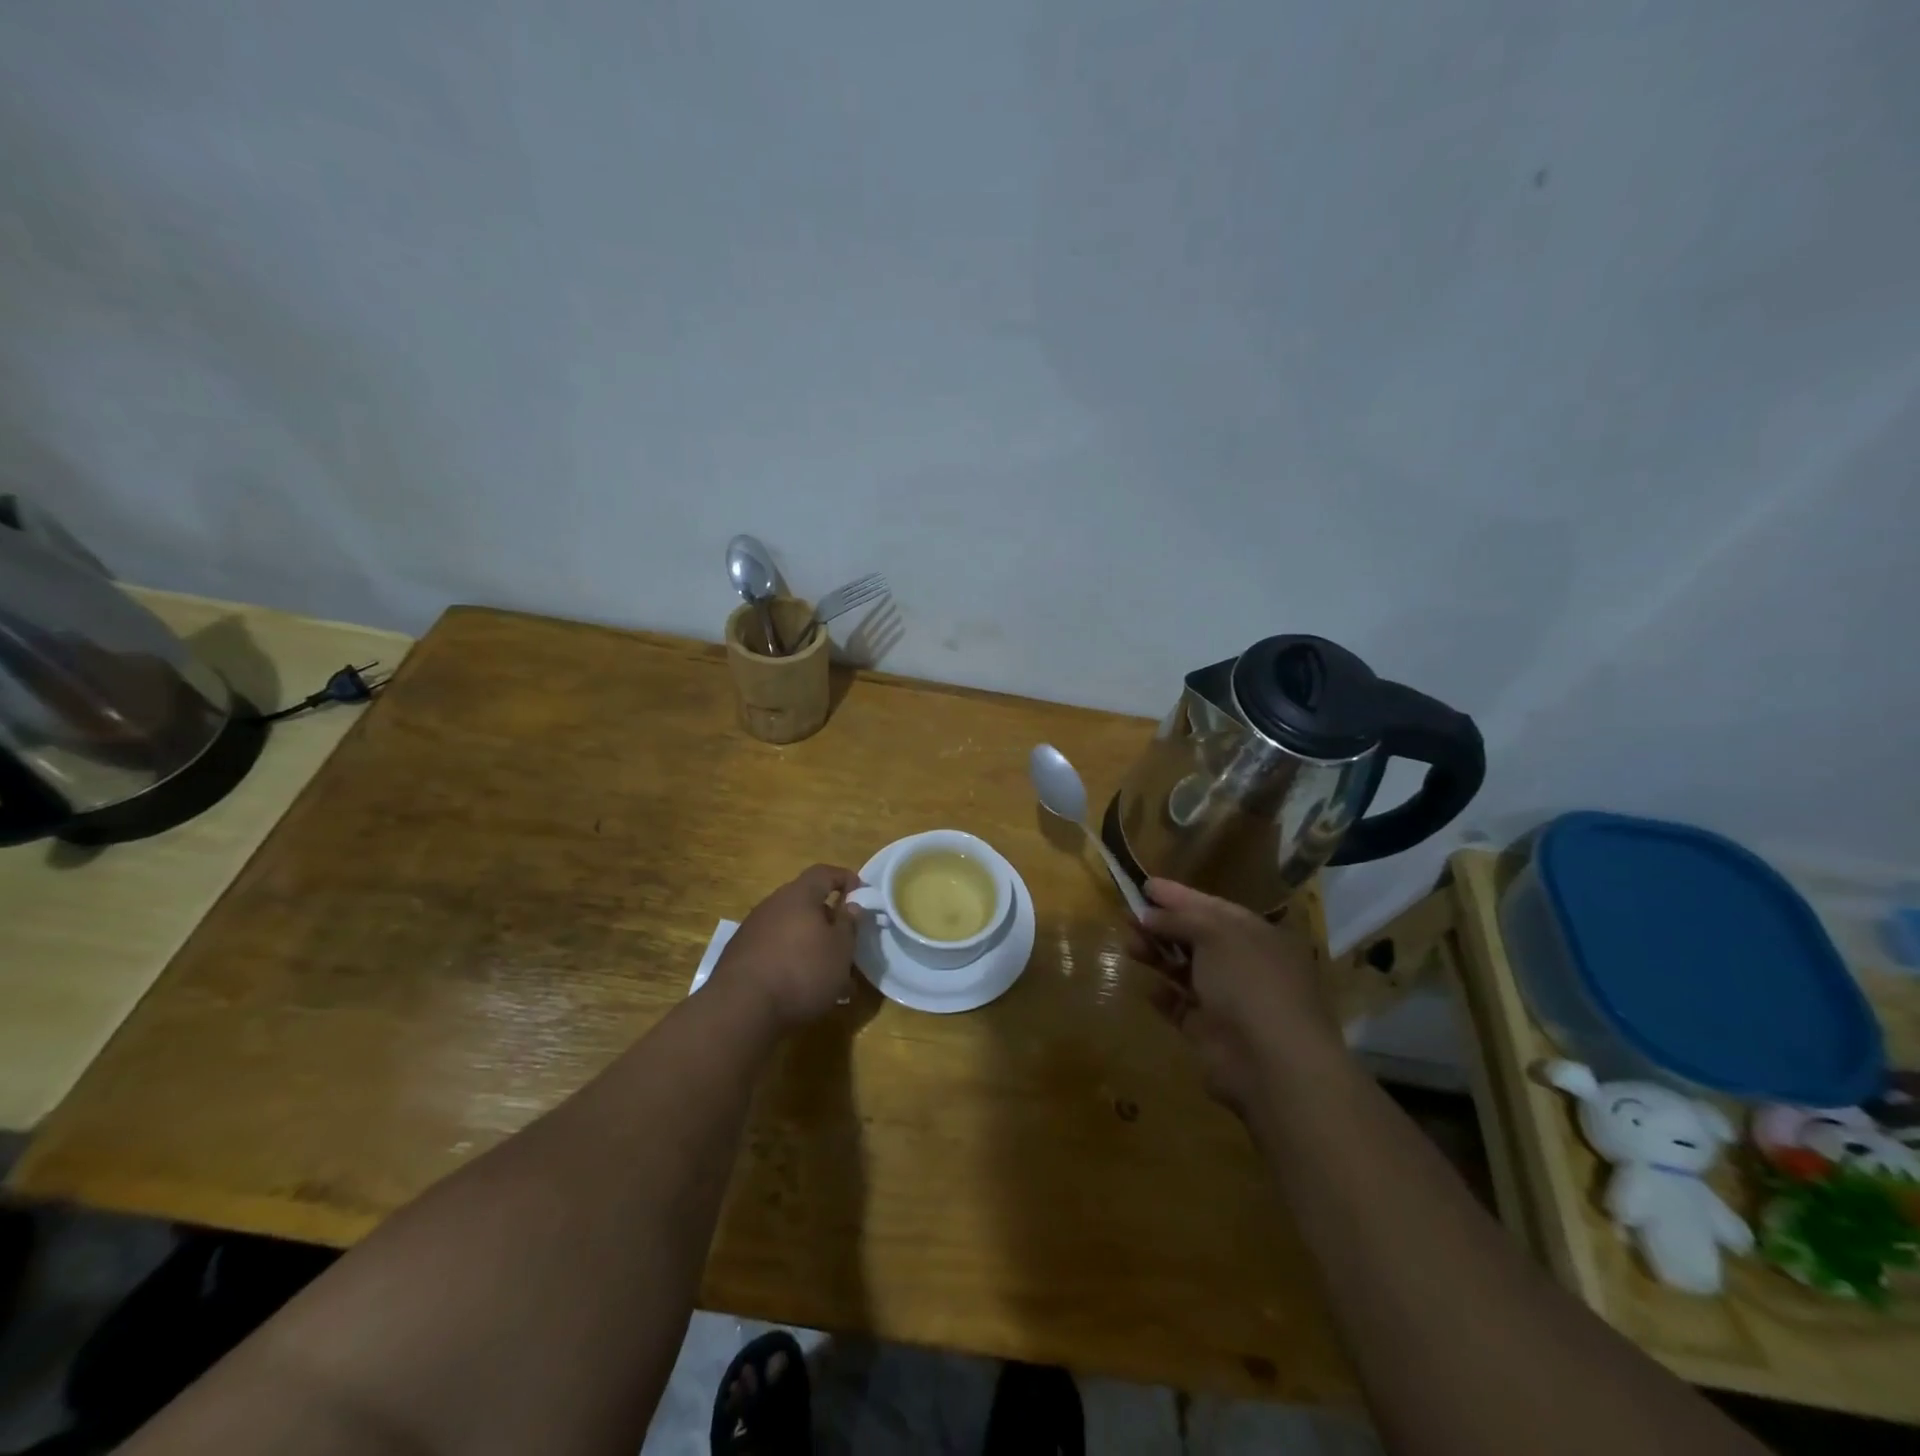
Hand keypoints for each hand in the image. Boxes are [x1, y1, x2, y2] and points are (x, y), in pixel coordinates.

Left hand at [714, 864, 863, 1031]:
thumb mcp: (840, 950)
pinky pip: (775, 950)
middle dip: (828, 920)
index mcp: (798, 895)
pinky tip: (802, 988)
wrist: (740, 1008)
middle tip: (846, 941)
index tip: (861, 893)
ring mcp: (752, 930)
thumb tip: (851, 905)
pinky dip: (792, 961)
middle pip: (806, 903)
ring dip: (811, 945)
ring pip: (791, 930)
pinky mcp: (740, 956)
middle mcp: (772, 905)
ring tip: (829, 975)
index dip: (844, 878)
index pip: (824, 873)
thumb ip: (848, 924)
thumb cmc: (801, 971)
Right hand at [1137, 878, 1340, 1110]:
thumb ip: (1179, 918)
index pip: (1211, 907)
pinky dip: (1164, 995)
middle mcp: (1243, 963)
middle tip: (1127, 916)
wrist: (1269, 1061)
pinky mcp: (1209, 1031)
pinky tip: (1149, 988)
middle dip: (1162, 925)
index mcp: (1255, 934)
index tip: (1145, 885)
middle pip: (1195, 937)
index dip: (1178, 896)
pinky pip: (1181, 1007)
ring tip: (1130, 946)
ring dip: (1157, 955)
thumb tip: (1149, 914)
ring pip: (1184, 969)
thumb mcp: (1215, 933)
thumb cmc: (1248, 981)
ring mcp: (1228, 999)